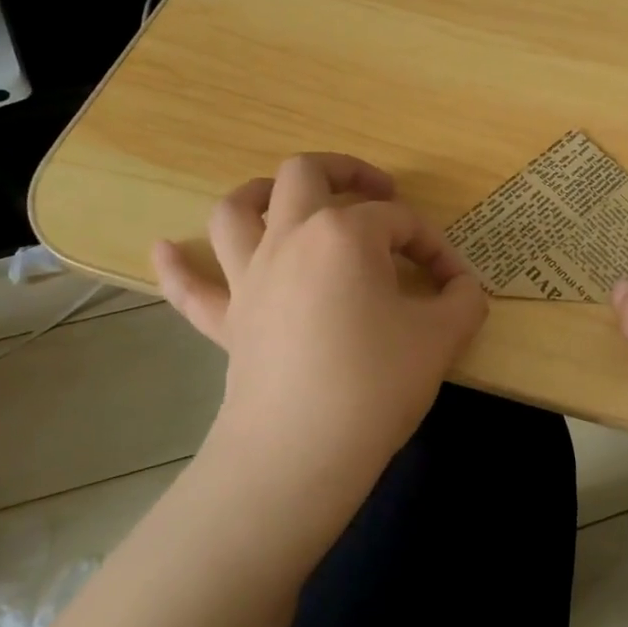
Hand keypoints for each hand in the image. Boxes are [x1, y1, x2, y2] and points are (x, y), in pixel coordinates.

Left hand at [152, 154, 487, 538]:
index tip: (453, 283)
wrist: (300, 454)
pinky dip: (177, 266)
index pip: (399, 221)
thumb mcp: (441, 338)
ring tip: (282, 198)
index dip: (433, 246)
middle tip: (376, 194)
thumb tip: (464, 289)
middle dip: (346, 172)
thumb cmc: (375, 383)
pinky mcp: (227, 321)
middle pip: (306, 175)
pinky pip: (191, 288)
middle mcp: (290, 238)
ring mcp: (250, 277)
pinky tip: (163, 248)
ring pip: (236, 211)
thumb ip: (463, 301)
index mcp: (345, 233)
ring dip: (259, 194)